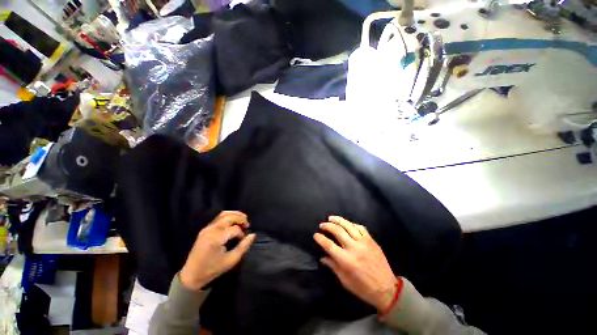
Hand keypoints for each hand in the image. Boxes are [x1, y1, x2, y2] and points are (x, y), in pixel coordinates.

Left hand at [180, 211, 255, 290]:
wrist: (192, 275)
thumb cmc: (212, 269)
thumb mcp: (231, 260)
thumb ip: (243, 246)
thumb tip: (253, 235)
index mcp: (216, 238)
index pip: (234, 229)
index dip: (242, 233)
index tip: (243, 240)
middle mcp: (211, 229)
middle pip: (229, 217)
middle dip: (241, 218)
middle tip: (247, 225)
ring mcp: (207, 228)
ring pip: (224, 214)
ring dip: (235, 215)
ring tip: (242, 220)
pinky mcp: (205, 228)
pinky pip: (219, 217)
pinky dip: (229, 216)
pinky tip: (234, 222)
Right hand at [314, 216, 396, 311]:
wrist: (386, 289)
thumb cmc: (363, 288)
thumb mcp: (345, 281)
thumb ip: (333, 266)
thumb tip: (322, 257)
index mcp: (346, 260)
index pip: (329, 245)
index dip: (320, 238)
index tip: (315, 235)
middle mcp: (354, 248)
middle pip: (338, 231)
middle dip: (327, 226)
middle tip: (322, 225)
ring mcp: (364, 242)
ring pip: (348, 225)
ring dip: (338, 220)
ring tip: (331, 218)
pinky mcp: (371, 240)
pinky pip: (360, 227)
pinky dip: (351, 224)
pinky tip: (347, 224)